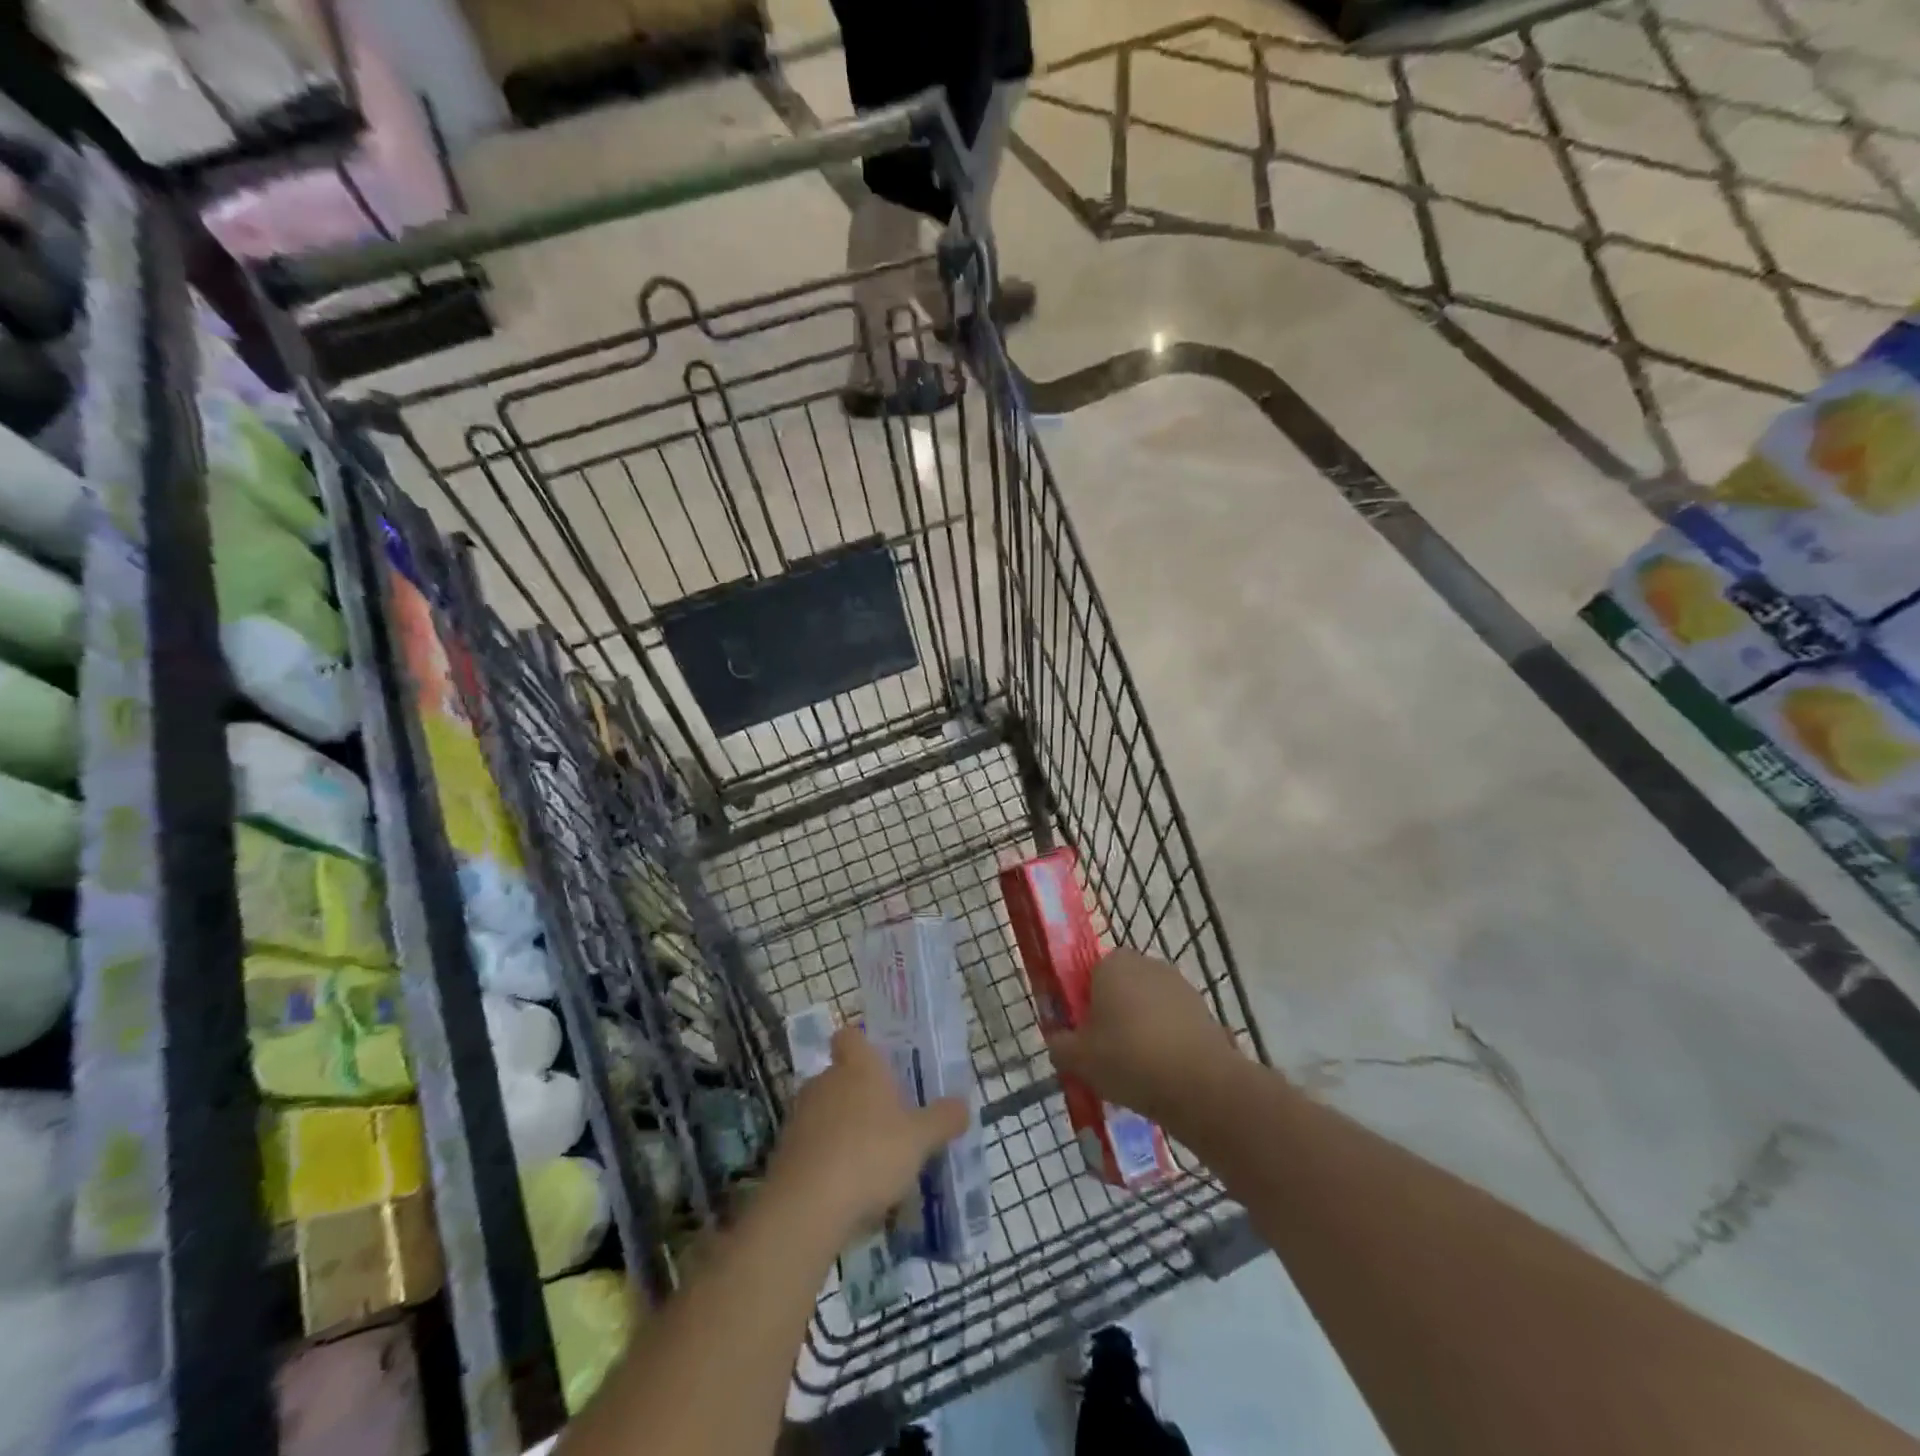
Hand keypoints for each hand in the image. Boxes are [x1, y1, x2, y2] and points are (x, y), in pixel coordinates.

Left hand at [765, 1026, 968, 1239]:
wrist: (807, 1206)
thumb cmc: (870, 1155)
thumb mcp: (920, 1139)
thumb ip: (943, 1119)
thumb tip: (962, 1105)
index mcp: (858, 1066)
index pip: (850, 1035)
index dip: (862, 1045)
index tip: (881, 1065)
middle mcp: (825, 1081)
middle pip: (841, 1075)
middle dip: (860, 1094)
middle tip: (888, 1120)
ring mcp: (800, 1115)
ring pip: (826, 1110)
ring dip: (843, 1127)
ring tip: (869, 1159)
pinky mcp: (785, 1151)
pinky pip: (812, 1144)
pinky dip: (826, 1157)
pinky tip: (846, 1186)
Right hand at [1044, 948, 1241, 1125]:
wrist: (1200, 1084)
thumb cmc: (1128, 1059)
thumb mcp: (1077, 1059)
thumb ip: (1059, 1045)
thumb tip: (1058, 1041)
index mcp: (1111, 963)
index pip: (1089, 973)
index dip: (1083, 1003)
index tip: (1083, 1035)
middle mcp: (1146, 964)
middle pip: (1120, 987)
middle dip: (1113, 1014)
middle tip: (1106, 1053)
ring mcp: (1179, 985)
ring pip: (1148, 1006)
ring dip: (1141, 1028)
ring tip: (1136, 1070)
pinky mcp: (1203, 1010)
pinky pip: (1173, 1023)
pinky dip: (1166, 1041)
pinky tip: (1163, 1073)